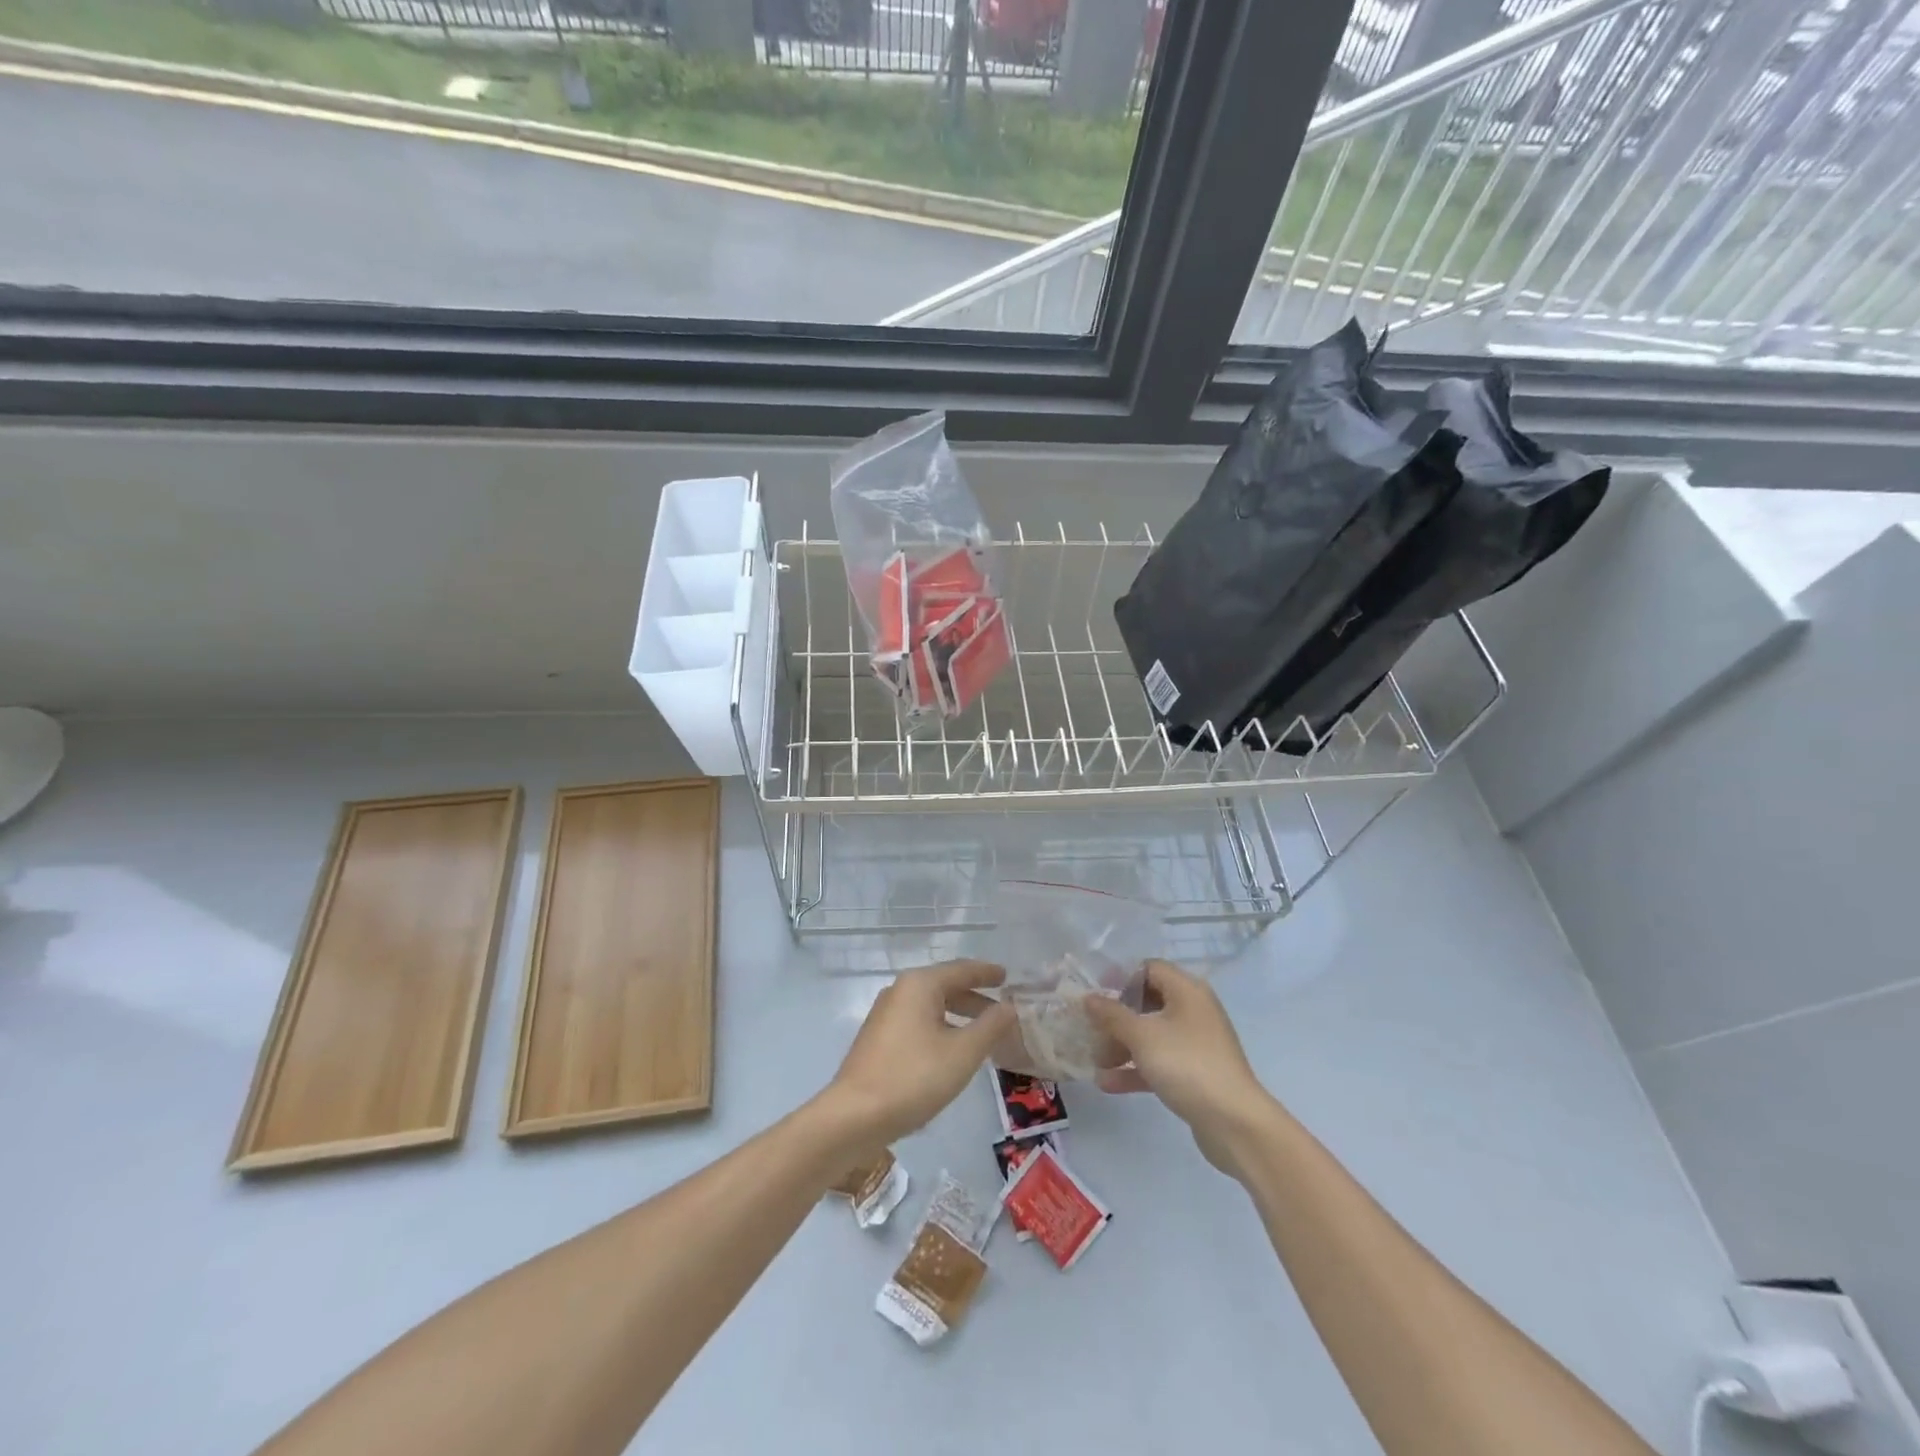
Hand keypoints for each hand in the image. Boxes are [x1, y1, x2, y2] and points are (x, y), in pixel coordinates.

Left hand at [821, 961, 1016, 1148]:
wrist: (854, 1116)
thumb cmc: (913, 1077)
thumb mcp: (963, 1053)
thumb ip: (990, 1026)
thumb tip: (1010, 1006)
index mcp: (920, 984)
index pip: (962, 970)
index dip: (987, 973)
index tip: (1008, 977)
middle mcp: (901, 990)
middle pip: (946, 986)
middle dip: (975, 998)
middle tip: (1003, 1011)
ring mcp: (886, 1014)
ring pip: (932, 1006)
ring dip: (959, 1016)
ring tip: (984, 1034)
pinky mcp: (879, 1037)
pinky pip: (919, 1022)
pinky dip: (941, 1028)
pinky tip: (952, 1050)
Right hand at [1085, 960, 1279, 1178]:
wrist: (1235, 1123)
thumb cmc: (1187, 1065)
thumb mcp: (1142, 1035)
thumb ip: (1112, 1014)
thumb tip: (1089, 998)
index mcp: (1187, 991)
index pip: (1149, 969)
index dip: (1121, 977)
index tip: (1096, 994)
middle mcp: (1193, 1011)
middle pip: (1148, 1003)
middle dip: (1117, 1019)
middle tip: (1092, 1032)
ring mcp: (1196, 1044)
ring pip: (1151, 1035)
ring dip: (1122, 1046)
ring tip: (1097, 1063)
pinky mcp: (1195, 1073)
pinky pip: (1160, 1062)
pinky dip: (1136, 1069)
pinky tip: (1108, 1084)